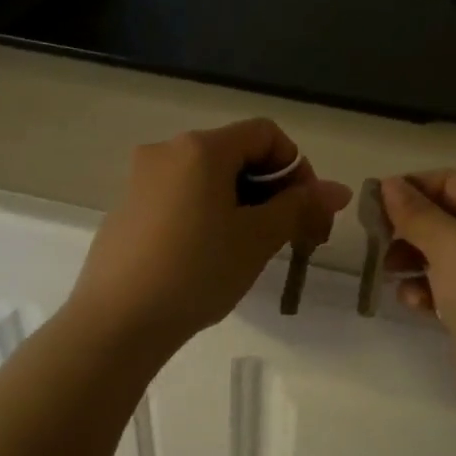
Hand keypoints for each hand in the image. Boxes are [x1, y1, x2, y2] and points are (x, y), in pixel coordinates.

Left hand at [69, 120, 351, 353]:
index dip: (296, 166)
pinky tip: (209, 255)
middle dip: (271, 189)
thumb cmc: (196, 272)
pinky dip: (207, 213)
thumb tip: (338, 189)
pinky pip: (180, 196)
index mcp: (200, 148)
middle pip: (235, 153)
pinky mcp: (128, 208)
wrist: (117, 321)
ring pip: (208, 178)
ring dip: (241, 203)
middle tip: (288, 235)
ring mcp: (141, 179)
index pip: (265, 134)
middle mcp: (167, 151)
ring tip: (251, 249)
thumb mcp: (257, 239)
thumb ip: (299, 207)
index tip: (306, 210)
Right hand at [380, 172, 455, 426]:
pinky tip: (415, 304)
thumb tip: (389, 183)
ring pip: (441, 255)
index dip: (408, 188)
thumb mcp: (451, 245)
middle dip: (406, 229)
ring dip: (411, 261)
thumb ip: (416, 213)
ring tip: (389, 276)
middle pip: (442, 217)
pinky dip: (426, 291)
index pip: (448, 181)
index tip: (371, 206)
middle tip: (374, 245)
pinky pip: (447, 288)